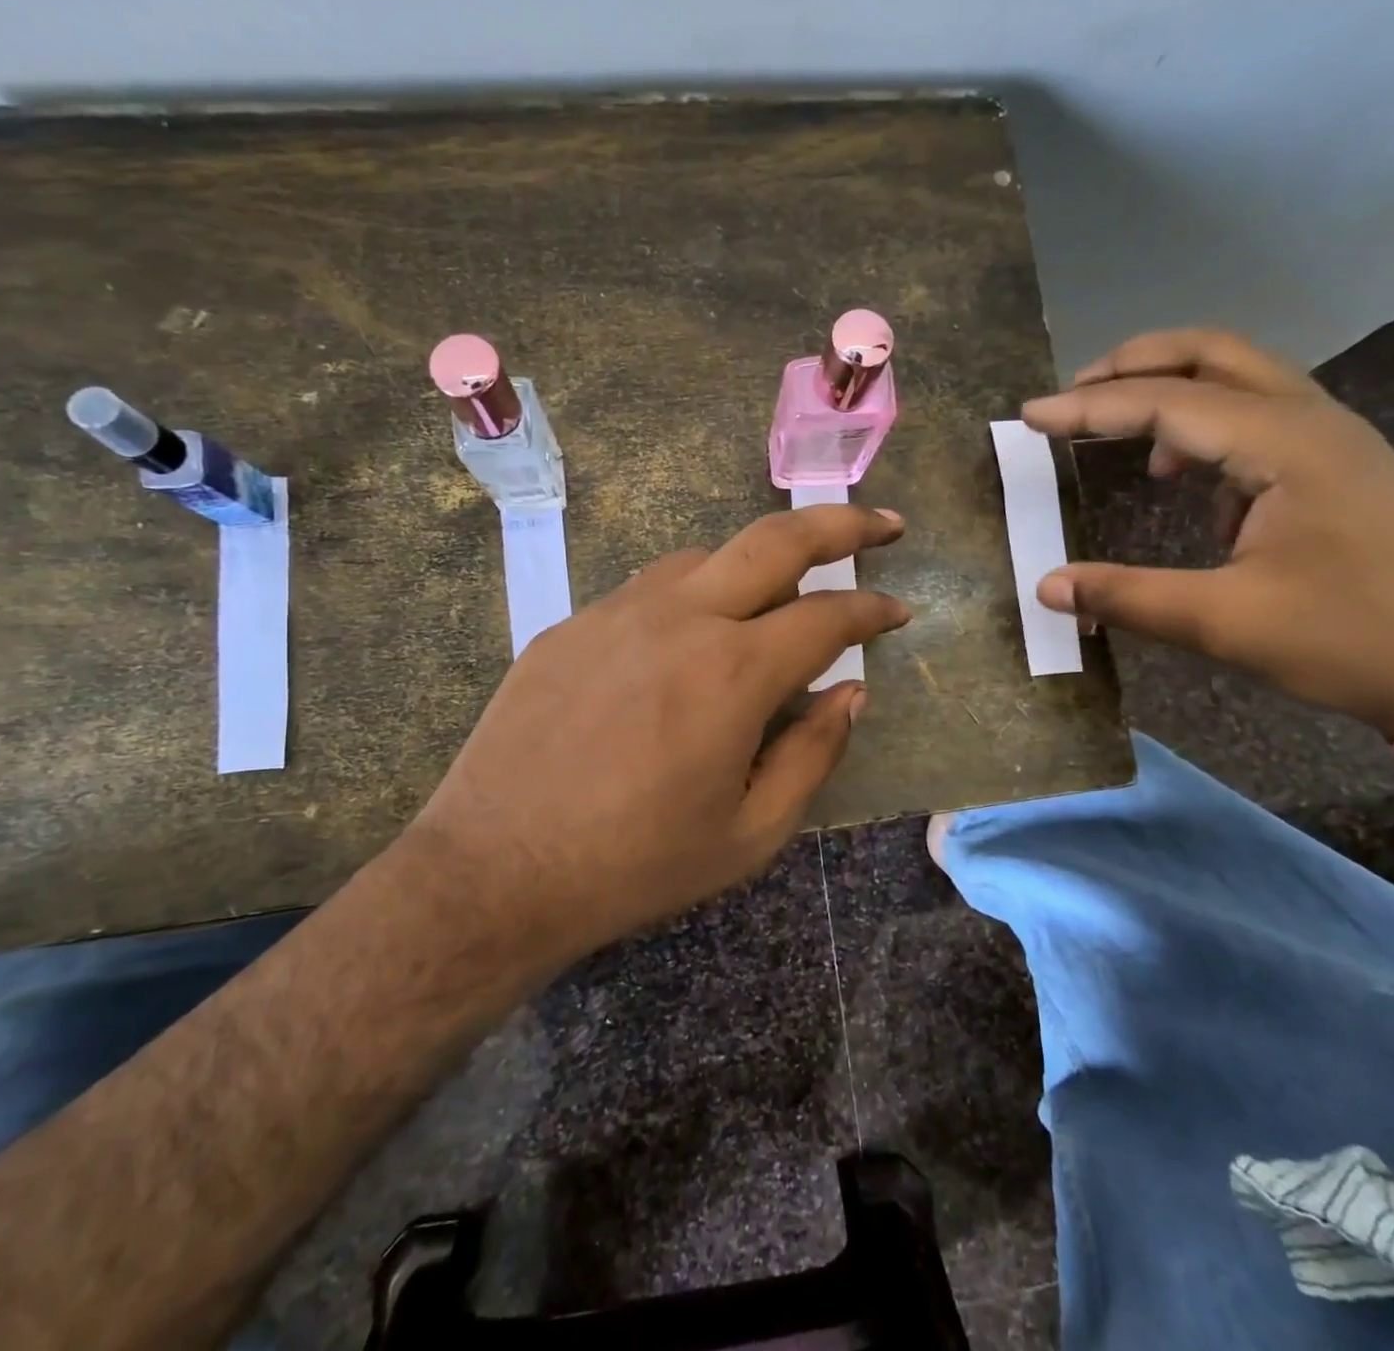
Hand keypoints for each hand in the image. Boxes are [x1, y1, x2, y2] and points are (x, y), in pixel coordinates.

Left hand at [407, 505, 909, 965]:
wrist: (494, 871)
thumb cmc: (635, 865)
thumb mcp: (750, 835)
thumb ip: (813, 754)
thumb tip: (849, 694)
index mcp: (733, 673)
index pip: (827, 616)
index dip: (872, 608)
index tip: (898, 609)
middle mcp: (680, 619)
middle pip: (775, 539)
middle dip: (842, 522)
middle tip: (883, 524)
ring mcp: (617, 612)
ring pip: (707, 557)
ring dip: (757, 564)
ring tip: (777, 599)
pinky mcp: (571, 624)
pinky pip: (650, 589)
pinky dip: (692, 596)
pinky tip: (689, 638)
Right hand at [1023, 329, 1393, 740]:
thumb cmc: (1347, 640)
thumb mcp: (1222, 623)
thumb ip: (1126, 598)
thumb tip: (1046, 587)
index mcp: (1285, 446)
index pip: (1167, 404)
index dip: (1089, 408)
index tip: (1029, 416)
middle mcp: (1313, 421)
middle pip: (1213, 355)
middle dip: (1135, 364)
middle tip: (1074, 394)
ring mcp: (1333, 440)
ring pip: (1241, 379)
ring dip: (1172, 391)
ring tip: (1119, 434)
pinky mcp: (1339, 467)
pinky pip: (1261, 417)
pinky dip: (1207, 429)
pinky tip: (1187, 481)